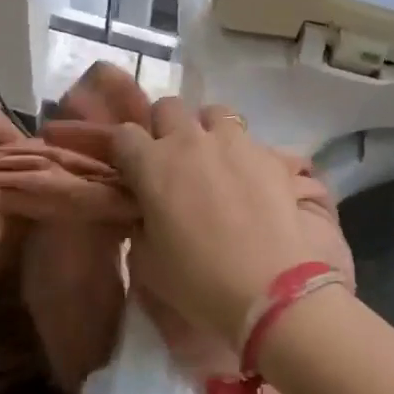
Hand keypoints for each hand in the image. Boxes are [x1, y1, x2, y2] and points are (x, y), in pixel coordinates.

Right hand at [111, 97, 340, 347]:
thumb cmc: (198, 280)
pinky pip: (248, 138)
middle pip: (168, 107)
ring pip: (213, 112)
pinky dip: (242, 151)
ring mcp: (233, 141)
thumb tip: (145, 210)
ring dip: (207, 130)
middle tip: (172, 158)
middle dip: (165, 127)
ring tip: (214, 159)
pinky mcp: (268, 152)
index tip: (132, 169)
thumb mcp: (149, 261)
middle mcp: (190, 140)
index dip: (126, 150)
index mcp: (153, 164)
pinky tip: (248, 179)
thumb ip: (140, 223)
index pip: (125, 133)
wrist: (269, 287)